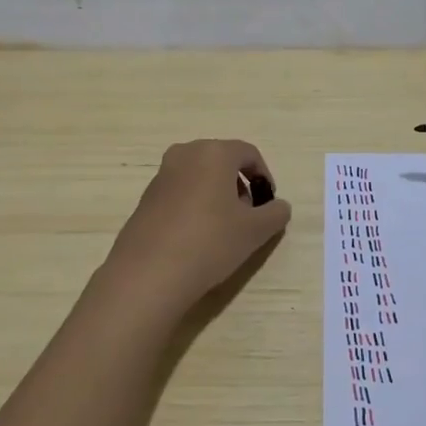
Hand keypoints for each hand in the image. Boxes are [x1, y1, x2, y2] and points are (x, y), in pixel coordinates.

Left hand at [100, 139, 291, 315]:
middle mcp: (185, 154)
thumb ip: (275, 213)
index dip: (264, 176)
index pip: (249, 153)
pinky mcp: (146, 197)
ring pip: (200, 176)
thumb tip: (279, 207)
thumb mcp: (255, 231)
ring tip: (223, 229)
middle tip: (248, 216)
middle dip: (239, 185)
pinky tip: (197, 237)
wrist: (149, 273)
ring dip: (216, 195)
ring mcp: (161, 175)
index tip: (269, 203)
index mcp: (214, 152)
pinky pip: (180, 192)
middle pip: (222, 161)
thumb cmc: (210, 241)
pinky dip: (194, 205)